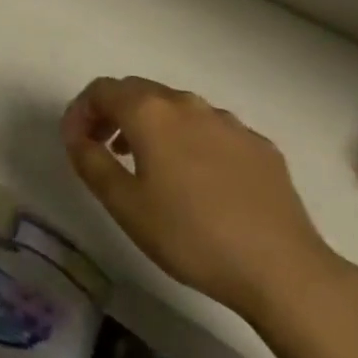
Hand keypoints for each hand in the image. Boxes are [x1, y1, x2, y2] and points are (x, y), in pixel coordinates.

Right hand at [61, 76, 346, 325]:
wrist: (282, 268)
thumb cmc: (191, 236)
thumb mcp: (125, 206)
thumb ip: (91, 163)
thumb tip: (76, 136)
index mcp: (150, 112)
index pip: (102, 90)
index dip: (80, 110)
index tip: (75, 142)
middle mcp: (187, 104)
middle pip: (138, 92)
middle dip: (113, 114)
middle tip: (103, 149)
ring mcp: (227, 122)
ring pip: (177, 109)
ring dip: (152, 127)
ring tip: (148, 166)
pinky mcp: (258, 145)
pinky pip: (211, 131)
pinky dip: (191, 142)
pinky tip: (198, 182)